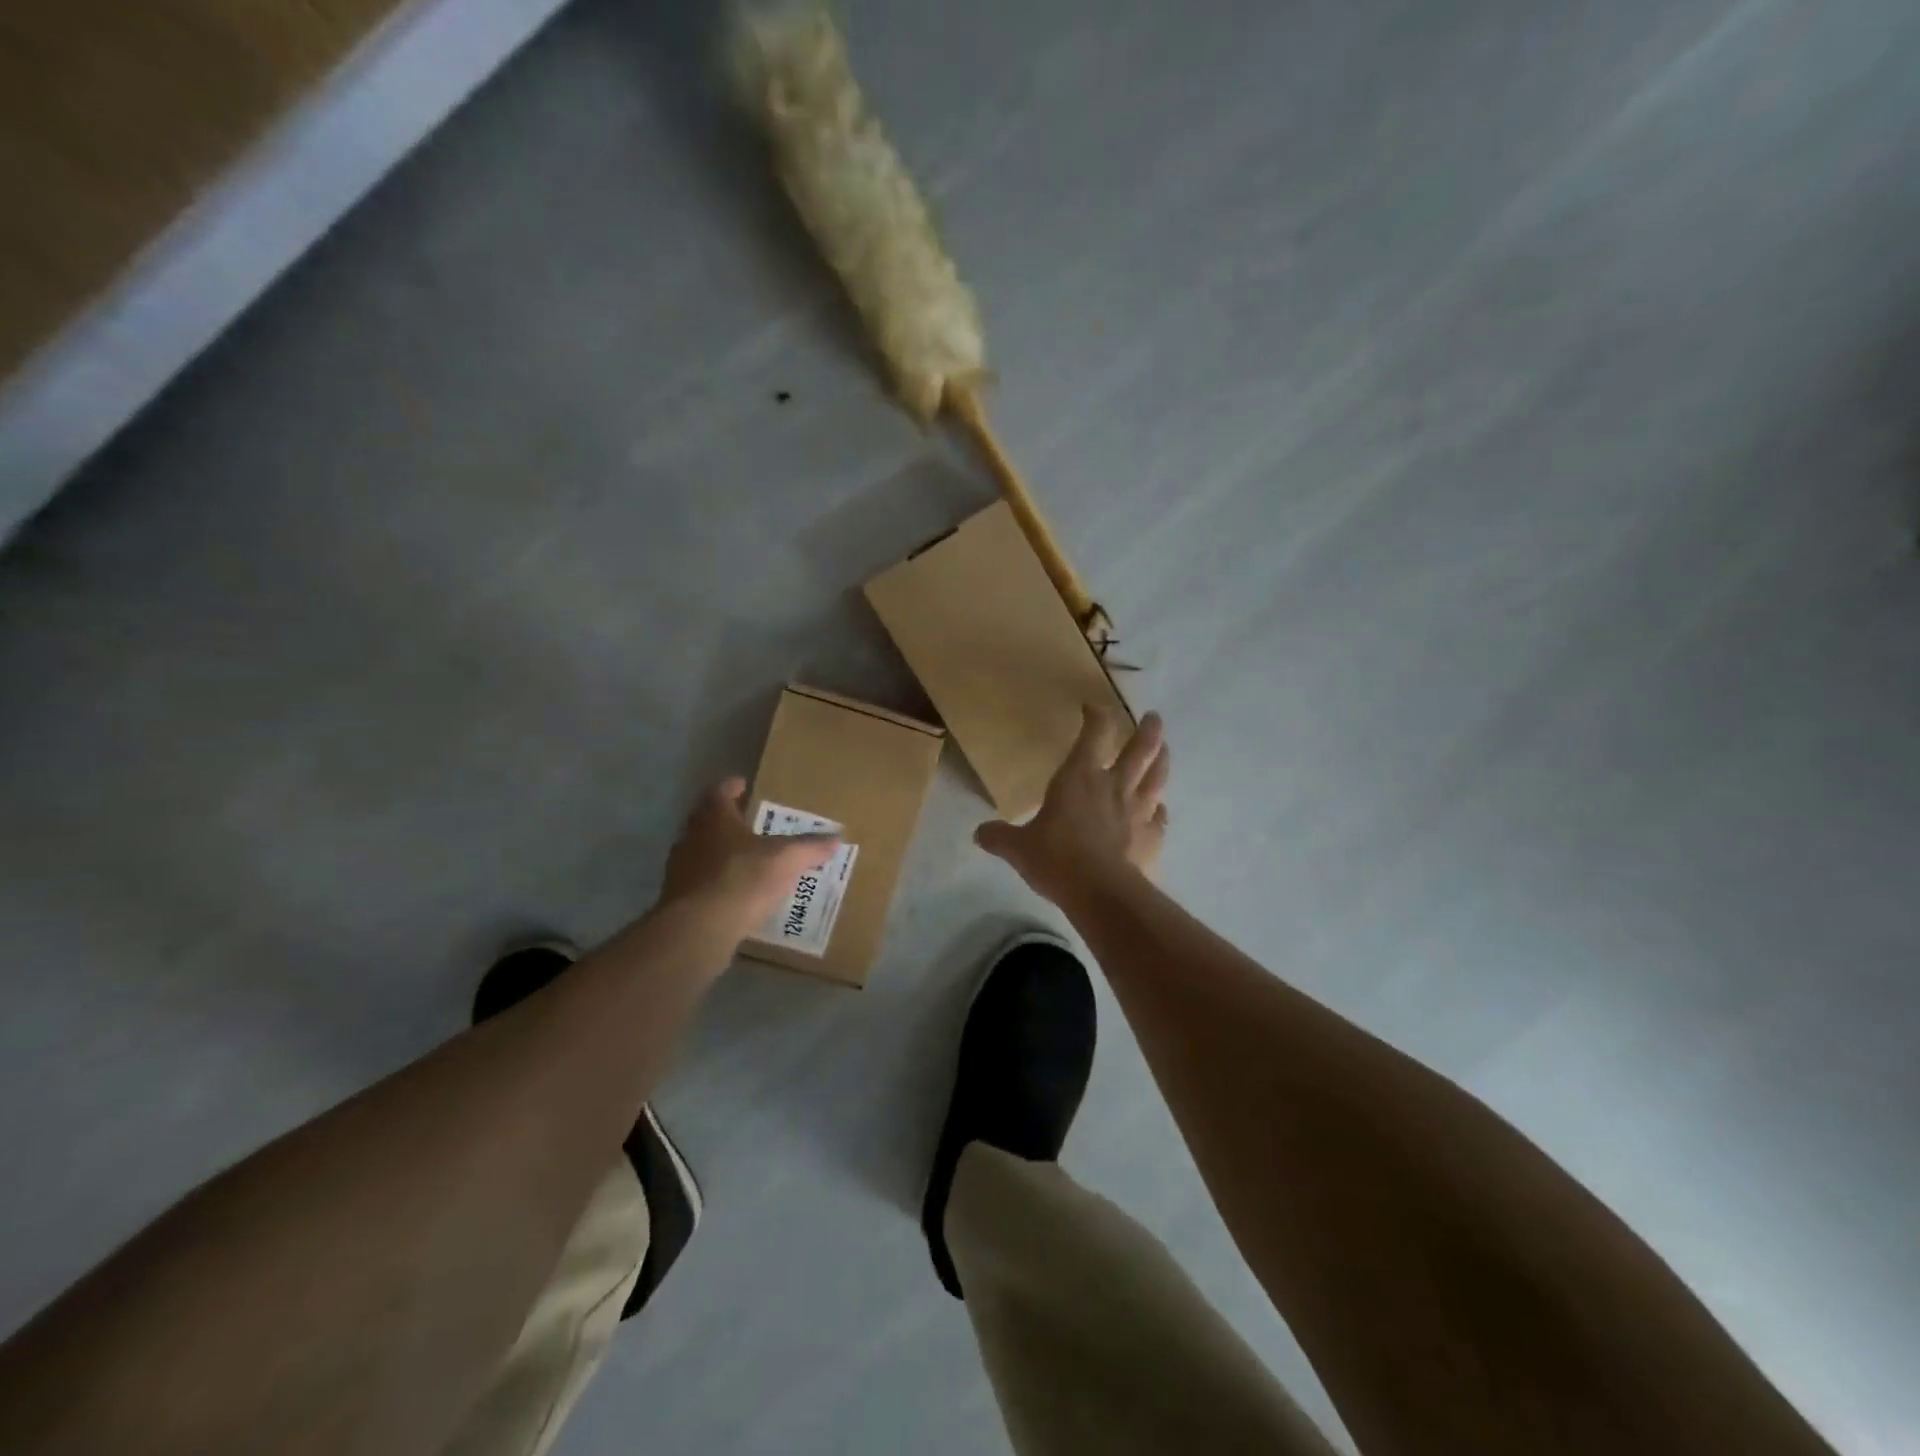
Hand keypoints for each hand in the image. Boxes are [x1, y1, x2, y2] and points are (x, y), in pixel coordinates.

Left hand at [660, 778, 839, 938]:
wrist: (700, 928)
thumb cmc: (743, 878)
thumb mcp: (787, 859)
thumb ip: (811, 847)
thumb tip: (836, 838)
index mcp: (715, 818)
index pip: (720, 792)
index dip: (731, 787)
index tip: (741, 784)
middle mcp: (692, 837)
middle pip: (706, 821)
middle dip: (726, 820)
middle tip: (747, 822)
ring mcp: (680, 869)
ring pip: (700, 852)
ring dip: (718, 853)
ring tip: (744, 860)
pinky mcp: (678, 899)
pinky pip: (699, 883)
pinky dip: (715, 883)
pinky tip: (733, 894)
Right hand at [975, 707, 1169, 904]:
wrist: (1101, 892)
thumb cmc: (1057, 859)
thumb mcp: (1018, 848)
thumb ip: (1000, 837)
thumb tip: (978, 833)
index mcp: (1080, 777)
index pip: (1093, 734)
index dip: (1096, 716)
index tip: (1093, 707)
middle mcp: (1114, 786)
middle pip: (1139, 749)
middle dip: (1147, 730)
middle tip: (1154, 717)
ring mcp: (1139, 811)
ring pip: (1157, 776)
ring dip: (1162, 759)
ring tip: (1165, 749)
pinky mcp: (1153, 837)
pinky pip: (1161, 817)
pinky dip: (1161, 811)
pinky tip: (1160, 810)